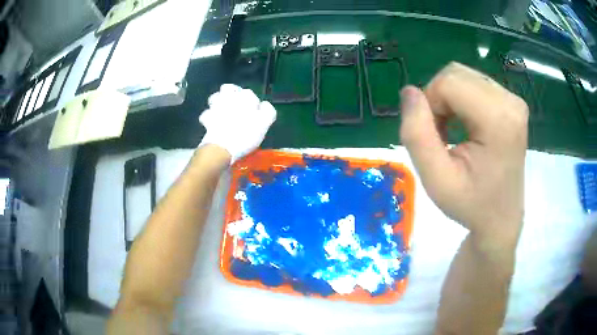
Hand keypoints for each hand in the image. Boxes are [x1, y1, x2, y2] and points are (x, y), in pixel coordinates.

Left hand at [199, 84, 276, 163]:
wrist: (222, 147)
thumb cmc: (246, 135)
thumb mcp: (264, 123)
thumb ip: (268, 111)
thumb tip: (265, 105)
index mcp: (244, 98)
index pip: (249, 94)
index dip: (253, 102)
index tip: (255, 112)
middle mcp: (229, 98)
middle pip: (228, 89)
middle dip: (232, 93)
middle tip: (237, 104)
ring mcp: (215, 108)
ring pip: (215, 97)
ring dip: (219, 101)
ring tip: (224, 109)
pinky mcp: (207, 119)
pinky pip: (207, 113)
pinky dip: (210, 116)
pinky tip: (213, 121)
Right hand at [399, 62, 527, 247]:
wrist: (501, 217)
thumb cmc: (471, 204)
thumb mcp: (436, 180)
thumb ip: (416, 134)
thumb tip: (409, 92)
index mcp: (498, 119)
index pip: (448, 82)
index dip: (430, 105)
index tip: (434, 138)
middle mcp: (510, 101)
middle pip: (455, 74)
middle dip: (438, 100)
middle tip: (441, 136)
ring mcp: (513, 99)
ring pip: (463, 76)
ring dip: (448, 100)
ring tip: (452, 132)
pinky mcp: (512, 102)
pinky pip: (474, 83)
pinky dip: (461, 99)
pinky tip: (465, 124)